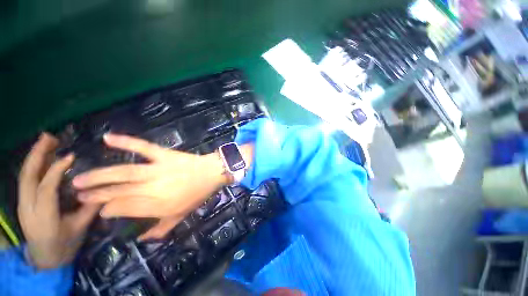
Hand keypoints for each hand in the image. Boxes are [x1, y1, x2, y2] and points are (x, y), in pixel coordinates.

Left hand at [18, 133, 99, 268]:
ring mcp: (23, 204)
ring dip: (34, 156)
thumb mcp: (80, 227)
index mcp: (43, 216)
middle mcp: (28, 207)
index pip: (45, 188)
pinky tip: (42, 158)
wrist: (46, 260)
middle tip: (50, 137)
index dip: (56, 170)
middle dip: (36, 155)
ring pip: (24, 176)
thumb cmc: (65, 245)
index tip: (71, 156)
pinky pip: (26, 179)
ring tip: (46, 141)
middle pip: (27, 177)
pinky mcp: (23, 202)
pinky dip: (33, 165)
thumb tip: (104, 187)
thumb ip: (90, 206)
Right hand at [72, 134, 252, 239]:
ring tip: (78, 179)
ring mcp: (158, 169)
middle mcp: (153, 188)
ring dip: (99, 176)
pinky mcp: (165, 155)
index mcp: (157, 205)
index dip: (109, 209)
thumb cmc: (198, 194)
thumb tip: (142, 239)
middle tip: (78, 195)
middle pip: (118, 192)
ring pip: (123, 172)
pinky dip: (126, 141)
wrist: (213, 173)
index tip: (99, 209)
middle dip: (96, 195)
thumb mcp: (181, 215)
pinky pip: (144, 147)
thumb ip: (161, 229)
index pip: (124, 208)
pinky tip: (108, 138)